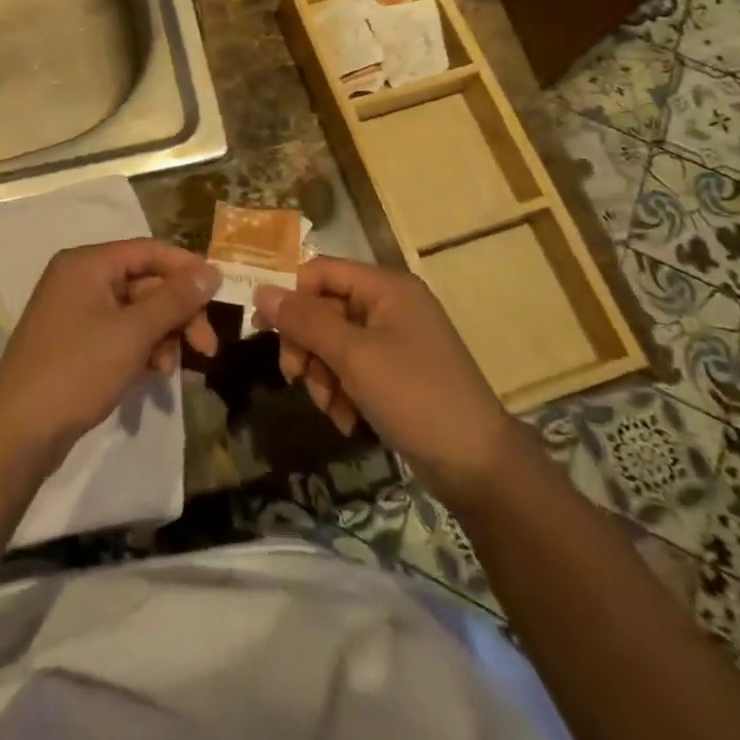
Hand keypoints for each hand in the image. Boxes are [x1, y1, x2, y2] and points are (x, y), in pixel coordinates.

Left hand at [0, 240, 220, 464]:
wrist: (17, 432)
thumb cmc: (77, 370)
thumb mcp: (133, 332)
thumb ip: (175, 299)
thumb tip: (212, 271)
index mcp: (87, 263)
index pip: (148, 251)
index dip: (186, 268)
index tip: (219, 294)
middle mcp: (79, 279)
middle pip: (144, 282)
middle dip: (177, 313)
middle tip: (207, 347)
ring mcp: (74, 312)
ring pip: (135, 312)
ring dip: (161, 335)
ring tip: (170, 369)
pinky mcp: (73, 343)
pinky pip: (118, 333)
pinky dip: (140, 349)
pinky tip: (153, 375)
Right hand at [252, 257, 515, 499]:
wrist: (479, 467)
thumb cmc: (415, 397)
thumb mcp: (354, 356)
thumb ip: (305, 321)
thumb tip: (260, 290)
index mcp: (386, 287)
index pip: (321, 271)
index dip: (291, 296)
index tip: (265, 330)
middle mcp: (390, 305)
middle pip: (324, 309)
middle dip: (307, 346)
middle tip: (295, 378)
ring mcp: (395, 340)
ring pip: (333, 343)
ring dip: (323, 375)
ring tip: (330, 408)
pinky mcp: (396, 373)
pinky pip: (352, 368)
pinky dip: (342, 391)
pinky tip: (347, 420)